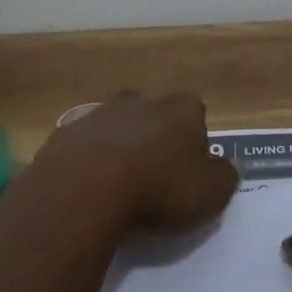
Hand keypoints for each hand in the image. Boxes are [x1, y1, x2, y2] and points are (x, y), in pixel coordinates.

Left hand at [27, 90, 238, 233]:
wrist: (84, 188)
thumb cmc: (158, 187)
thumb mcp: (212, 192)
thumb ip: (225, 176)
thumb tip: (224, 166)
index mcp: (182, 108)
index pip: (196, 117)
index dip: (193, 145)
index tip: (187, 174)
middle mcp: (142, 99)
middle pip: (155, 116)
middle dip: (155, 139)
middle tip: (153, 179)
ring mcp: (100, 112)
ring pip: (118, 126)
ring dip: (120, 148)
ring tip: (117, 186)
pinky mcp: (66, 132)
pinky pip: (85, 146)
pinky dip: (88, 162)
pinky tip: (88, 189)